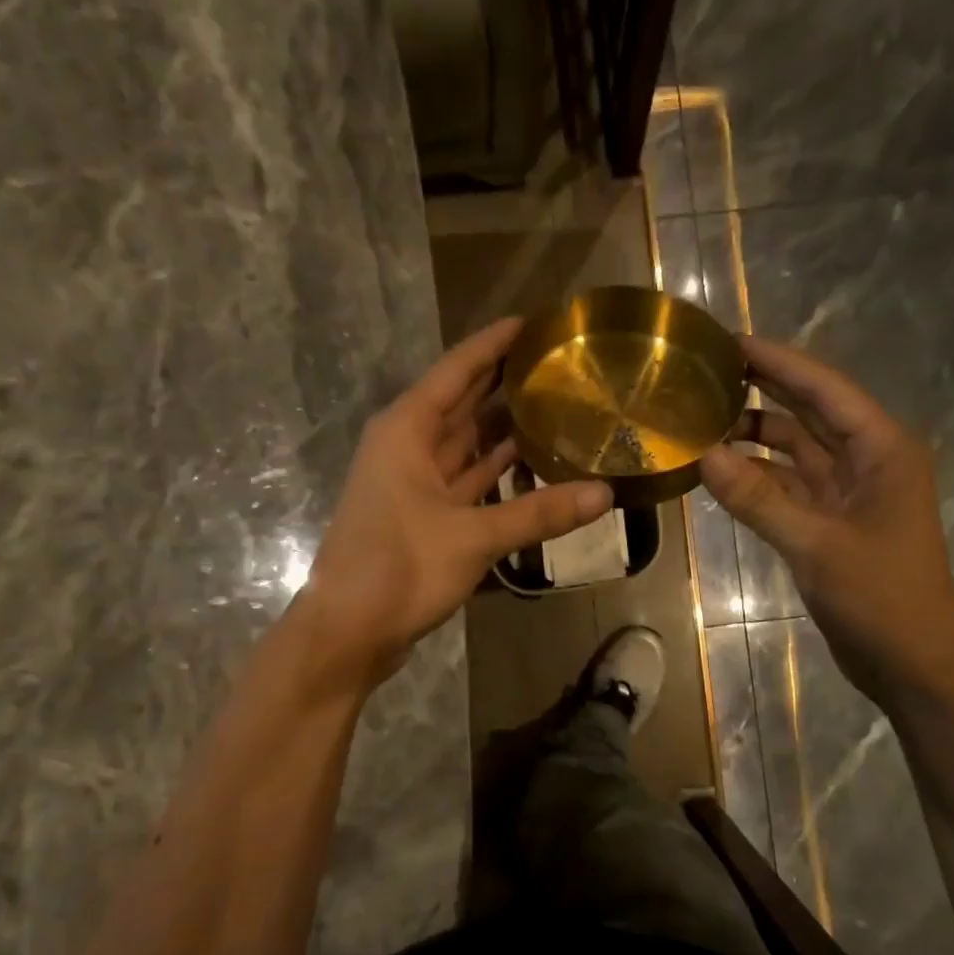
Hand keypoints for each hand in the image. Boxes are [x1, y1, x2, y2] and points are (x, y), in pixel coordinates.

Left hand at [304, 318, 612, 679]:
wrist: (348, 632)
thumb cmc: (398, 569)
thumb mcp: (472, 537)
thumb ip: (539, 513)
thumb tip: (605, 495)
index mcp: (407, 430)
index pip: (457, 369)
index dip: (494, 343)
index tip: (534, 322)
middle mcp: (407, 446)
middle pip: (462, 402)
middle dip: (504, 383)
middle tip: (558, 365)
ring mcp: (413, 483)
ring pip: (465, 443)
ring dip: (503, 429)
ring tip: (556, 408)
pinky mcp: (423, 516)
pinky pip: (466, 480)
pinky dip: (495, 473)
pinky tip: (533, 466)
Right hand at [700, 336, 953, 704]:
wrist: (912, 663)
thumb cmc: (879, 598)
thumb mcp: (814, 545)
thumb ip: (757, 499)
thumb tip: (703, 455)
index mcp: (882, 451)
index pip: (825, 389)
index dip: (779, 362)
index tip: (731, 341)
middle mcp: (868, 460)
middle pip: (811, 410)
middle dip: (766, 388)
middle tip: (710, 369)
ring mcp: (849, 492)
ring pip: (797, 448)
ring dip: (756, 434)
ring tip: (703, 418)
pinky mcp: (833, 520)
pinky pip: (789, 484)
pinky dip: (758, 475)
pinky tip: (721, 470)